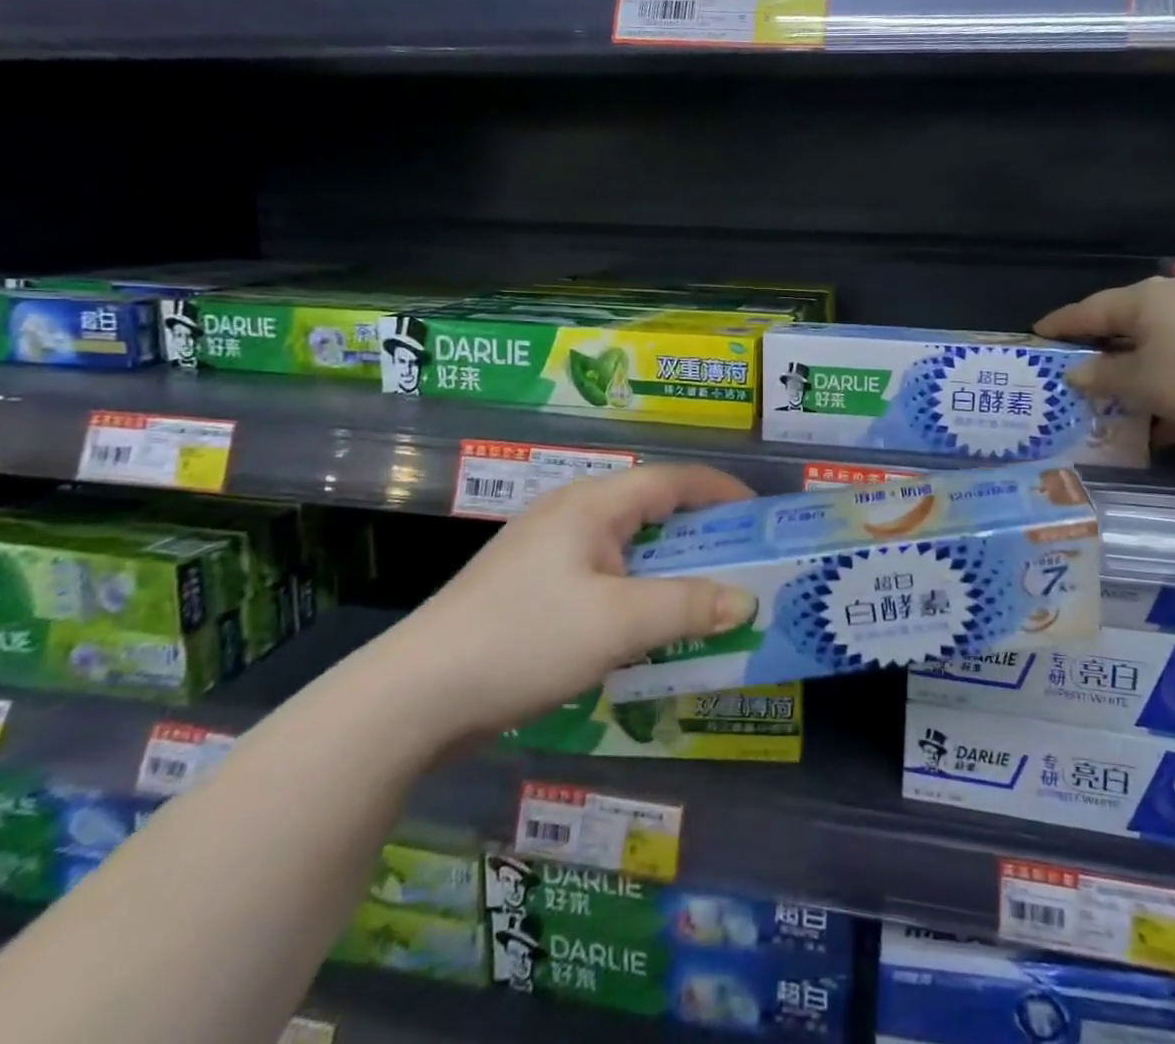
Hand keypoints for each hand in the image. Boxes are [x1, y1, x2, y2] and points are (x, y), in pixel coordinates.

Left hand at [382, 465, 758, 742]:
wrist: (413, 696)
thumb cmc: (525, 640)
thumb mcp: (618, 624)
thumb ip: (689, 607)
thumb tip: (748, 600)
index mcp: (592, 504)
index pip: (672, 479)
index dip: (721, 491)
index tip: (761, 514)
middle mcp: (570, 513)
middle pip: (651, 507)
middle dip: (701, 531)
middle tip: (742, 560)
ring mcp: (546, 549)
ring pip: (626, 543)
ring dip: (669, 564)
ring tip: (705, 593)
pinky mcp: (531, 585)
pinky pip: (602, 573)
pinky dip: (638, 588)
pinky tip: (647, 623)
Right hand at [1036, 276, 1174, 445]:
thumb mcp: (1142, 382)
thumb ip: (1103, 377)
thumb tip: (1076, 372)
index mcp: (1142, 301)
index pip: (1088, 311)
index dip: (1060, 325)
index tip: (1036, 333)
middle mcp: (1172, 303)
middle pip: (1124, 327)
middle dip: (1101, 354)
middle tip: (1074, 371)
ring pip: (1157, 351)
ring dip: (1137, 380)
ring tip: (1117, 407)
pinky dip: (1171, 392)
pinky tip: (1167, 428)